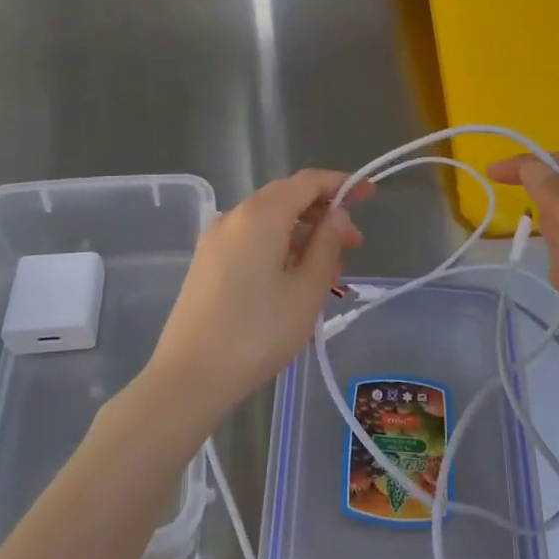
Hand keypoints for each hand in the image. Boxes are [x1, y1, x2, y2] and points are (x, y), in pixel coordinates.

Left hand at [144, 169, 372, 427]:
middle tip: (353, 242)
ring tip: (329, 268)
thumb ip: (327, 244)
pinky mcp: (207, 262)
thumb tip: (336, 214)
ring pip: (268, 220)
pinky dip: (279, 245)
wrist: (190, 377)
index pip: (307, 181)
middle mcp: (234, 216)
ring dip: (302, 232)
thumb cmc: (258, 332)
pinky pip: (251, 238)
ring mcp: (215, 239)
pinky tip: (294, 277)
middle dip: (323, 212)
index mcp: (261, 215)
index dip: (341, 183)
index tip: (369, 193)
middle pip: (286, 197)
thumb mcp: (307, 290)